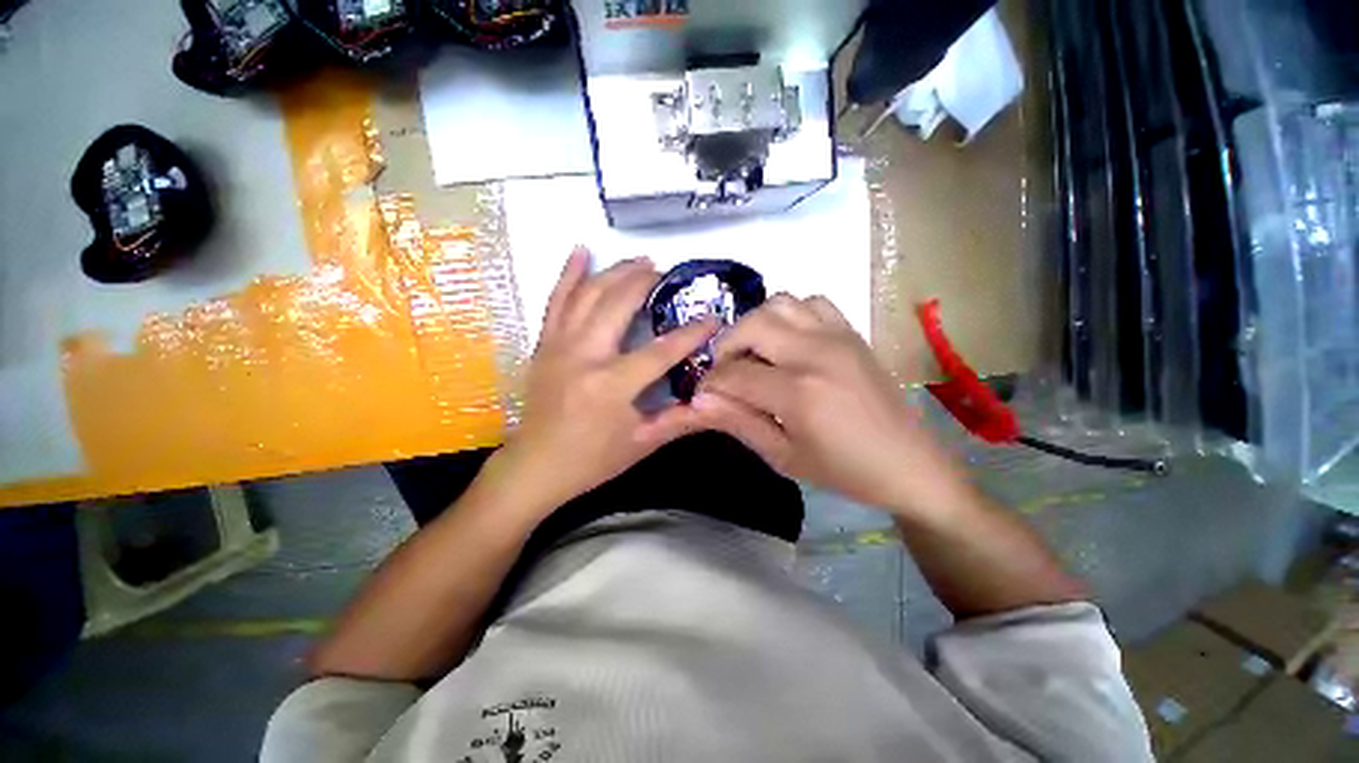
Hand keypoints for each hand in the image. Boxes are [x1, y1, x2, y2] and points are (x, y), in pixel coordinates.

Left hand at [494, 250, 717, 511]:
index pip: (660, 351)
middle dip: (646, 283)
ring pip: (587, 294)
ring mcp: (559, 345)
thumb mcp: (642, 444)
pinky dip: (568, 273)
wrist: (535, 466)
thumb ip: (680, 420)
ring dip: (615, 271)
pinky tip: (580, 251)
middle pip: (618, 305)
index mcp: (611, 385)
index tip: (713, 317)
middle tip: (668, 272)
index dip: (690, 333)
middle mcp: (583, 356)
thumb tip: (715, 400)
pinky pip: (555, 300)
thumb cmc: (592, 460)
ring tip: (639, 259)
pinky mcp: (544, 344)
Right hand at [695, 294, 967, 515]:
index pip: (733, 374)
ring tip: (755, 354)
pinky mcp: (851, 332)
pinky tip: (789, 341)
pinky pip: (811, 302)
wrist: (910, 464)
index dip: (709, 384)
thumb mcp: (783, 457)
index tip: (703, 396)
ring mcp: (837, 336)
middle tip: (726, 373)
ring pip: (779, 304)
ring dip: (755, 326)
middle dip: (725, 348)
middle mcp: (815, 353)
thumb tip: (697, 403)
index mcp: (798, 393)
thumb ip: (738, 423)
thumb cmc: (844, 471)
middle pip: (750, 326)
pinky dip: (789, 314)